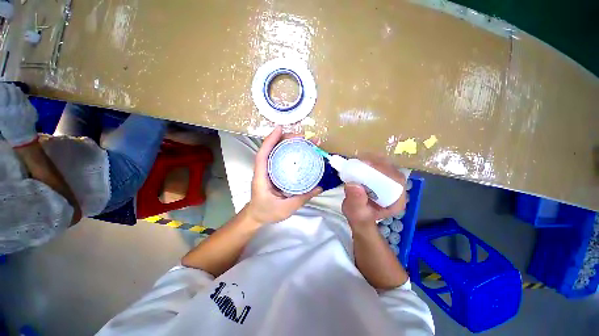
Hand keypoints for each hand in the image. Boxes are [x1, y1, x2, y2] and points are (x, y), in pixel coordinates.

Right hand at [0, 83, 37, 146]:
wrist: (22, 137)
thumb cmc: (8, 128)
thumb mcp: (1, 117)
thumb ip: (1, 105)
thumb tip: (1, 92)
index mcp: (4, 111)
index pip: (3, 93)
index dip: (2, 86)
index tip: (1, 84)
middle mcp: (14, 108)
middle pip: (12, 91)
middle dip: (8, 86)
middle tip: (6, 85)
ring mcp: (24, 108)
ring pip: (19, 93)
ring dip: (15, 88)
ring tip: (12, 87)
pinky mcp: (31, 109)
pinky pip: (26, 98)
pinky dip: (21, 94)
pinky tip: (18, 93)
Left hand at [244, 126, 322, 223]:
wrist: (257, 215)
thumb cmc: (267, 212)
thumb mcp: (286, 208)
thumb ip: (302, 198)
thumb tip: (319, 187)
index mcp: (261, 177)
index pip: (263, 155)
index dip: (270, 140)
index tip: (280, 129)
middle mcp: (264, 170)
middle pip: (271, 149)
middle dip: (285, 139)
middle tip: (303, 137)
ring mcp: (268, 170)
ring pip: (276, 152)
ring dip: (288, 143)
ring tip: (304, 140)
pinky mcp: (274, 172)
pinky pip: (281, 159)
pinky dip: (289, 152)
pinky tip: (300, 150)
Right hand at [342, 154, 405, 228]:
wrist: (359, 215)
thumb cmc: (359, 216)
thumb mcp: (356, 212)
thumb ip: (356, 201)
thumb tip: (353, 184)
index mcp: (396, 200)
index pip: (396, 180)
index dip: (382, 170)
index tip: (365, 165)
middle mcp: (397, 189)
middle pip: (391, 169)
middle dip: (375, 163)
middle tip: (358, 162)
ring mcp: (390, 181)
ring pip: (386, 165)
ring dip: (371, 160)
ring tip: (357, 162)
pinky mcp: (382, 177)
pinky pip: (379, 165)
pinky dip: (369, 161)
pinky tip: (359, 163)